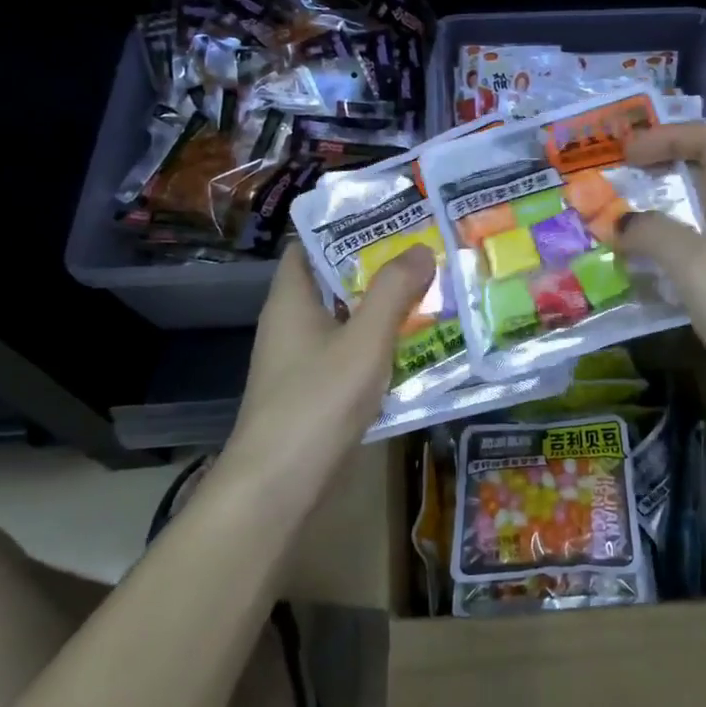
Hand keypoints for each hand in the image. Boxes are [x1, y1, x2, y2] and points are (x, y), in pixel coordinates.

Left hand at [228, 245, 437, 485]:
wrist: (277, 488)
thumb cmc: (317, 402)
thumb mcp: (364, 341)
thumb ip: (393, 292)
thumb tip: (420, 248)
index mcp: (291, 299)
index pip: (309, 245)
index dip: (345, 227)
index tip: (390, 219)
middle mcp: (289, 323)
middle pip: (332, 281)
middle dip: (374, 267)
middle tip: (423, 252)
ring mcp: (298, 360)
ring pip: (343, 319)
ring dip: (379, 307)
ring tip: (428, 291)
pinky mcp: (311, 391)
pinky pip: (346, 352)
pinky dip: (374, 344)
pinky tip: (411, 347)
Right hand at [621, 124, 705, 425]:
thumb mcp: (700, 269)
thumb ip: (655, 235)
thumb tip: (619, 222)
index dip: (668, 136)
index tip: (624, 155)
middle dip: (660, 172)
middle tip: (615, 187)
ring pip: (703, 219)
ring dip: (662, 217)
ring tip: (619, 229)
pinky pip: (704, 257)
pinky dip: (671, 255)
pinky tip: (646, 276)